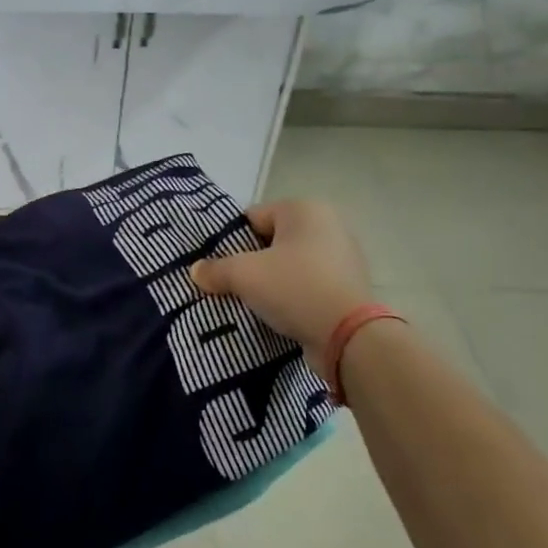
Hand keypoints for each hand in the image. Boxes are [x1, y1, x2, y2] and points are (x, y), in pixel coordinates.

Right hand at [190, 200, 373, 353]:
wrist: (350, 338)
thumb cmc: (295, 289)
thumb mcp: (244, 275)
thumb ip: (216, 269)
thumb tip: (197, 271)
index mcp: (304, 209)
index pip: (253, 218)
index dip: (232, 242)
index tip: (219, 266)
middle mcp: (328, 225)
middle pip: (272, 241)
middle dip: (252, 262)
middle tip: (232, 285)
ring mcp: (343, 257)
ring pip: (290, 265)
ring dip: (272, 281)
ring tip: (253, 303)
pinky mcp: (349, 287)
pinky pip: (309, 285)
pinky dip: (293, 296)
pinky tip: (279, 315)